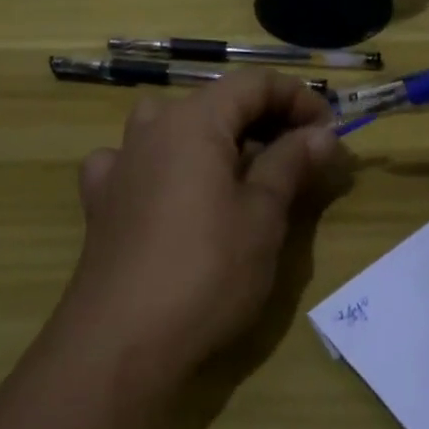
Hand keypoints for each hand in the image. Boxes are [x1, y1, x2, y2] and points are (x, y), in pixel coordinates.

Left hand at [64, 71, 347, 376]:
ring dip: (213, 137)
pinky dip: (161, 165)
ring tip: (240, 169)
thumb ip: (291, 163)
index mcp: (194, 120)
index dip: (297, 98)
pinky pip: (135, 162)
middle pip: (216, 102)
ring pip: (173, 126)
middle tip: (301, 154)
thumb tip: (321, 134)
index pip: (254, 84)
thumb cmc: (206, 271)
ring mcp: (120, 164)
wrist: (120, 345)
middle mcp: (152, 129)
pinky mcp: (101, 202)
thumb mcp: (264, 215)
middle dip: (264, 119)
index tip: (328, 130)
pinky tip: (169, 191)